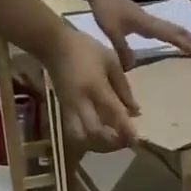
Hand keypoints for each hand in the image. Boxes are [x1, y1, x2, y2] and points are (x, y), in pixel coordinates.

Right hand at [39, 26, 138, 151]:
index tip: (137, 140)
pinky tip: (97, 137)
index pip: (113, 113)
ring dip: (97, 144)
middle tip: (125, 142)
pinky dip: (87, 139)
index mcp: (95, 87)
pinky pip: (75, 132)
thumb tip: (136, 111)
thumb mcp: (110, 61)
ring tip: (111, 141)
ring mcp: (70, 109)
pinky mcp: (63, 112)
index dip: (126, 129)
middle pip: (96, 132)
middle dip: (111, 142)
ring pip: (82, 137)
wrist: (54, 46)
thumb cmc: (85, 49)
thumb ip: (123, 87)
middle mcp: (81, 102)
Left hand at [88, 0, 190, 69]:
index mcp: (147, 24)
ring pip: (173, 29)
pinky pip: (165, 29)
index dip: (186, 45)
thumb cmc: (105, 8)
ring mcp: (149, 19)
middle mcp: (152, 21)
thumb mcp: (111, 31)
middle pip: (178, 31)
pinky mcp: (144, 20)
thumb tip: (133, 67)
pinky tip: (177, 38)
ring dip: (188, 36)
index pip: (171, 36)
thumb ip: (122, 48)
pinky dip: (176, 34)